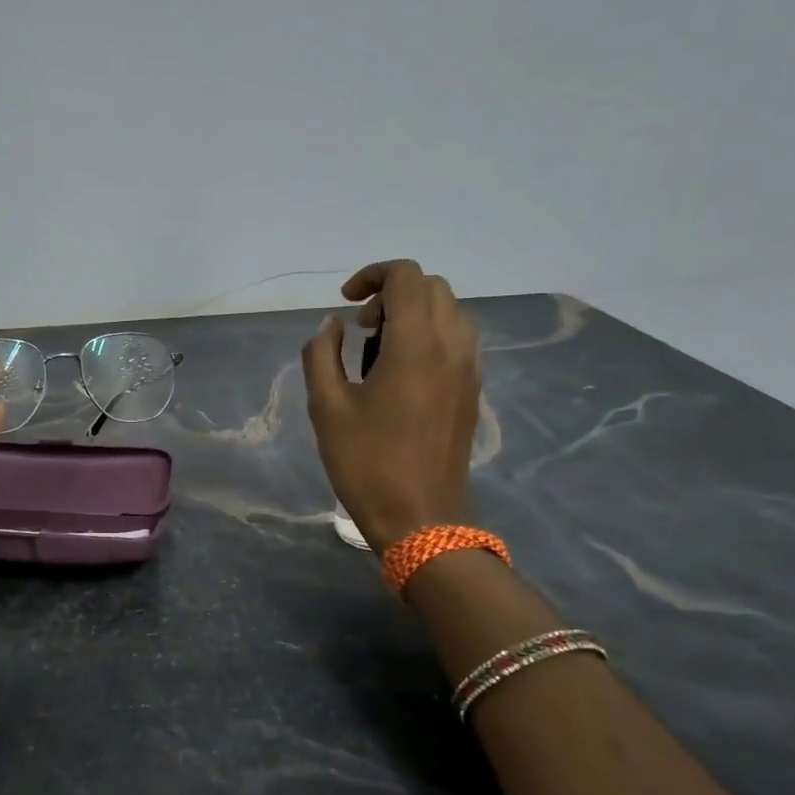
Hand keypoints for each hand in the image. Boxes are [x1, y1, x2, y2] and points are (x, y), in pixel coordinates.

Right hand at [301, 260, 481, 554]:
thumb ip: (322, 354)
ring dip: (414, 313)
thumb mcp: (326, 407)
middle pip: (432, 288)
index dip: (372, 276)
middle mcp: (452, 346)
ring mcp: (469, 368)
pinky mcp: (473, 390)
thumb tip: (332, 326)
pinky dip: (430, 336)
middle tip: (361, 329)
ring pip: (450, 311)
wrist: (421, 518)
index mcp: (415, 344)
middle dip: (392, 294)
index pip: (406, 277)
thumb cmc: (367, 463)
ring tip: (379, 350)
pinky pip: (458, 339)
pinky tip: (401, 373)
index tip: (345, 303)